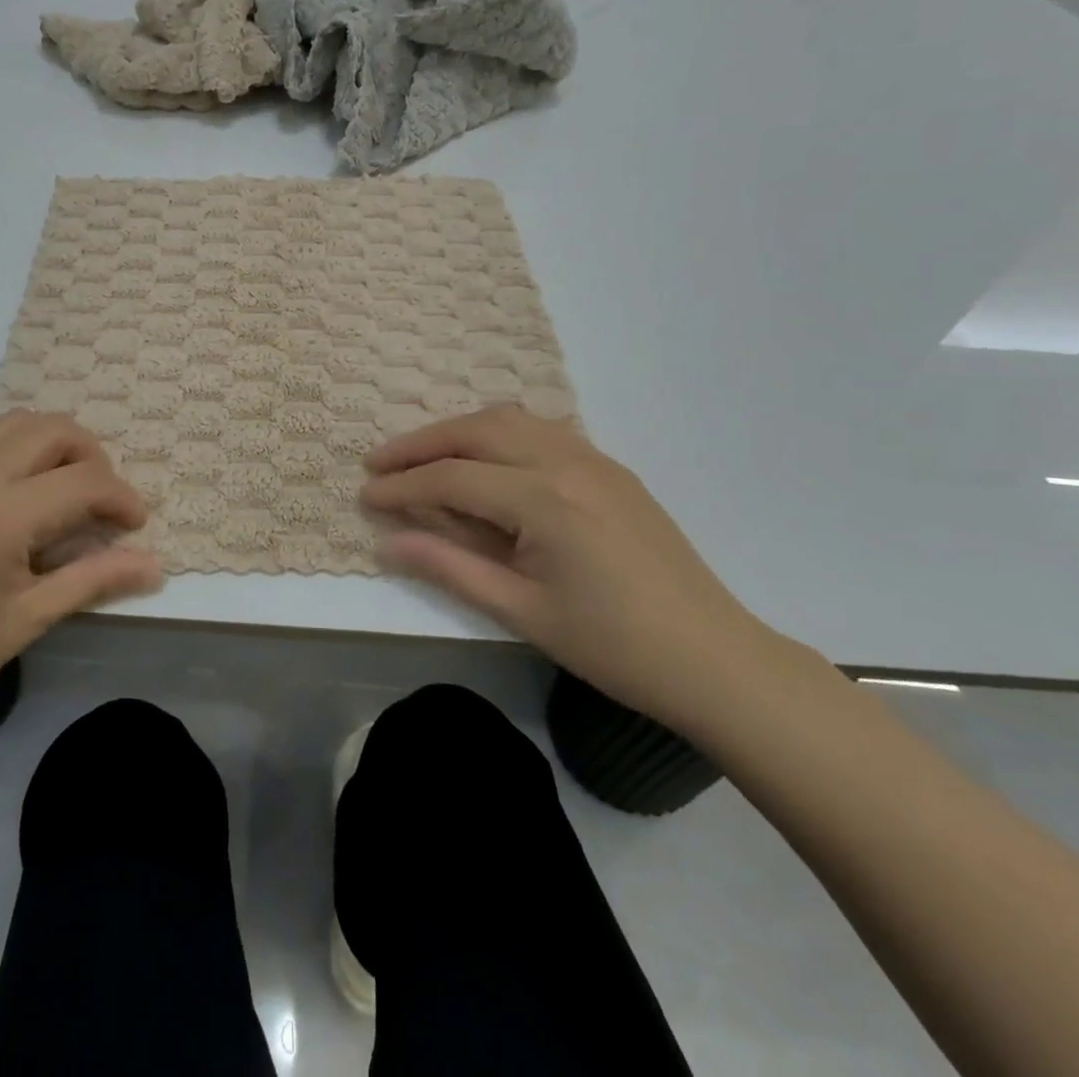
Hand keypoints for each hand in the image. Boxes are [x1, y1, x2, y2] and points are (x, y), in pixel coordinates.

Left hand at [0, 411, 161, 746]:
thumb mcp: (29, 619)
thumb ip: (96, 579)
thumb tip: (155, 566)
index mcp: (2, 515)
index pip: (85, 480)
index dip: (122, 498)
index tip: (135, 525)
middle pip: (53, 429)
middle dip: (91, 457)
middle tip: (100, 500)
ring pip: (13, 423)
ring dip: (50, 445)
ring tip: (59, 490)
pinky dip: (8, 449)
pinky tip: (9, 493)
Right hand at [362, 406, 784, 734]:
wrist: (714, 658)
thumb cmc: (613, 646)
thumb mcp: (521, 612)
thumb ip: (449, 568)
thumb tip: (388, 542)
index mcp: (545, 500)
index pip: (453, 478)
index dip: (402, 486)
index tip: (364, 495)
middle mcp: (566, 462)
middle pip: (475, 431)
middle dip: (420, 443)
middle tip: (379, 462)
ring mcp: (594, 459)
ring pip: (509, 419)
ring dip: (458, 431)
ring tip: (423, 455)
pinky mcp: (610, 468)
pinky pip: (540, 430)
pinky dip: (498, 434)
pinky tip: (484, 460)